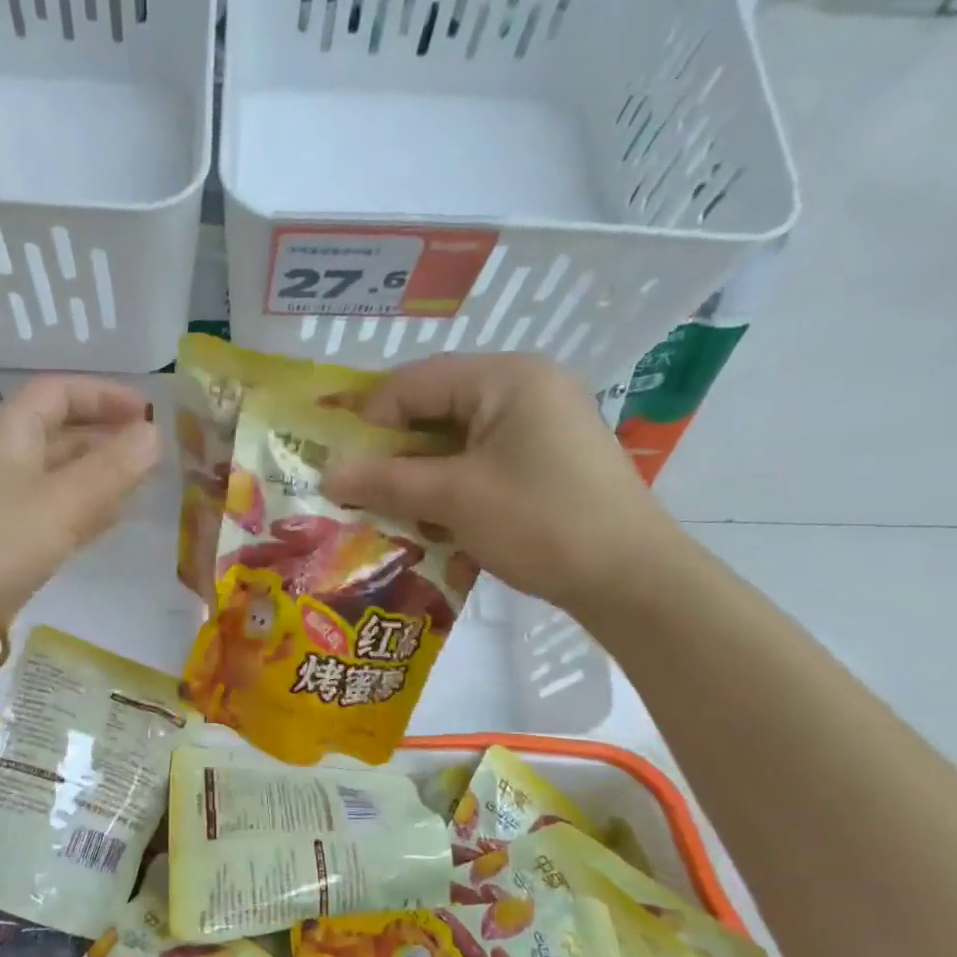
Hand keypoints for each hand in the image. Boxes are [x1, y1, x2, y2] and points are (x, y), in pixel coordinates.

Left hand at [0, 375, 160, 622]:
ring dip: (99, 475)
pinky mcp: (6, 546)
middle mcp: (3, 463)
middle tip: (153, 452)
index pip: (56, 393)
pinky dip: (85, 510)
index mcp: (8, 436)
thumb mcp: (64, 501)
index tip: (147, 412)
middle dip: (106, 436)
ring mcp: (2, 506)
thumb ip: (112, 468)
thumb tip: (154, 434)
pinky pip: (54, 515)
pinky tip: (111, 521)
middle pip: (59, 434)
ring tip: (143, 484)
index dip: (102, 394)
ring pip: (59, 477)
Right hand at [323, 355, 680, 613]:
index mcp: (507, 377)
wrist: (630, 579)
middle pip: (436, 410)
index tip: (337, 464)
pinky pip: (482, 463)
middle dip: (394, 453)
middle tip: (357, 490)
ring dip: (420, 477)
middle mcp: (526, 388)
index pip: (415, 382)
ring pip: (456, 441)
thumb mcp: (453, 499)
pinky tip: (435, 525)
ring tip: (391, 513)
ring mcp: (541, 425)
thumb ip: (385, 481)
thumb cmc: (540, 523)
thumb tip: (326, 474)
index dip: (368, 420)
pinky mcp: (547, 460)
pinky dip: (452, 489)